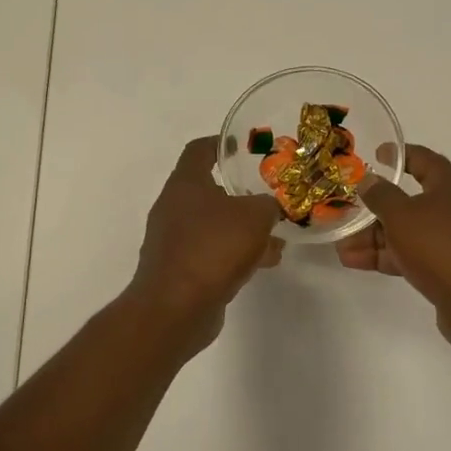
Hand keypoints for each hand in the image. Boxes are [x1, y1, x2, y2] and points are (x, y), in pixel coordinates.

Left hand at [129, 136, 283, 340]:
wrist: (176, 308)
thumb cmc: (213, 248)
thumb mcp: (254, 217)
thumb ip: (268, 205)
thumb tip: (269, 208)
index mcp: (185, 184)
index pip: (199, 150)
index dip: (221, 143)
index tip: (243, 145)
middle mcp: (174, 207)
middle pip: (209, 190)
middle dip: (241, 194)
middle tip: (269, 196)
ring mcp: (174, 241)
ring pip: (214, 225)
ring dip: (243, 230)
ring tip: (277, 238)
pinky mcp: (180, 270)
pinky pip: (212, 253)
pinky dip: (236, 254)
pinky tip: (264, 264)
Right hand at [337, 144, 450, 353]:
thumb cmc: (440, 245)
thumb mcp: (402, 215)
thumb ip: (381, 195)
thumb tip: (369, 180)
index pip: (423, 160)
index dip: (398, 156)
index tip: (375, 155)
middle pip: (411, 201)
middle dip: (376, 210)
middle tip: (347, 213)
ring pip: (410, 233)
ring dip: (376, 238)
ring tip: (341, 248)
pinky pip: (415, 255)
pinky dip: (389, 256)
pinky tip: (357, 263)